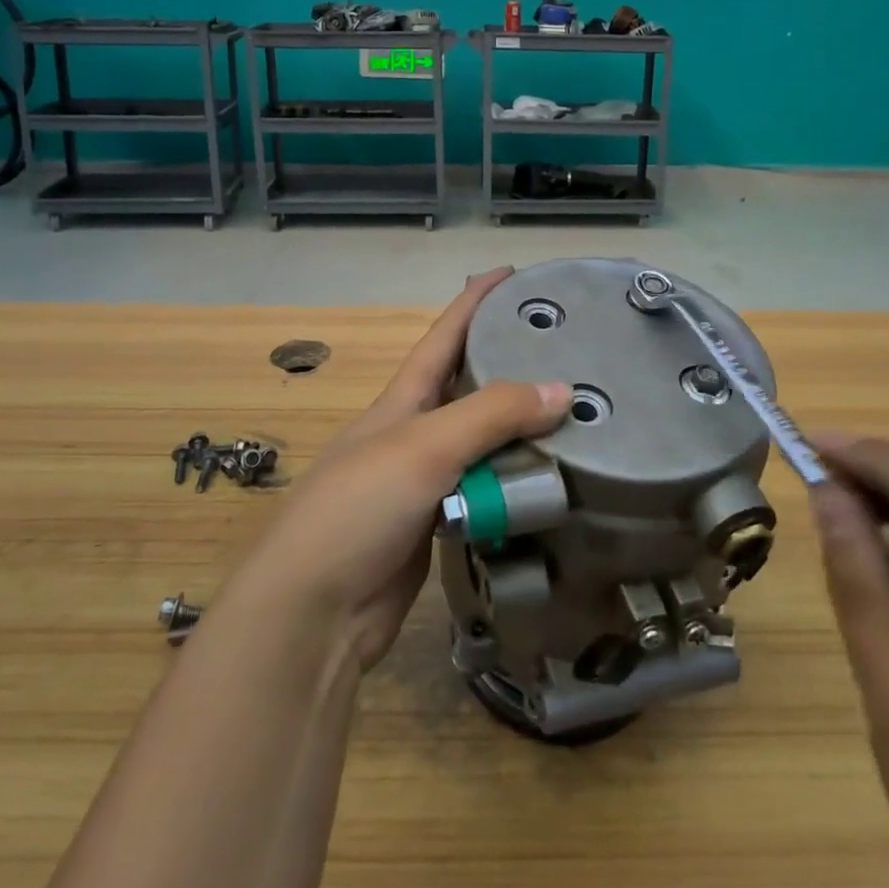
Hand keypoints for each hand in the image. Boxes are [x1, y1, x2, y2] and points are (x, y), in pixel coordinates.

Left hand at [229, 268, 569, 671]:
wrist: (312, 614)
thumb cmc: (358, 508)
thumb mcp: (424, 447)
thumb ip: (491, 415)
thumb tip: (563, 389)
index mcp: (403, 400)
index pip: (444, 335)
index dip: (474, 301)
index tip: (510, 273)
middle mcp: (415, 433)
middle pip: (469, 388)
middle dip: (509, 364)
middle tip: (565, 351)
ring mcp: (425, 482)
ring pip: (483, 445)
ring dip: (522, 431)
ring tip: (576, 415)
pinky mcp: (437, 527)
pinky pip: (486, 493)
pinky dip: (515, 484)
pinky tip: (551, 481)